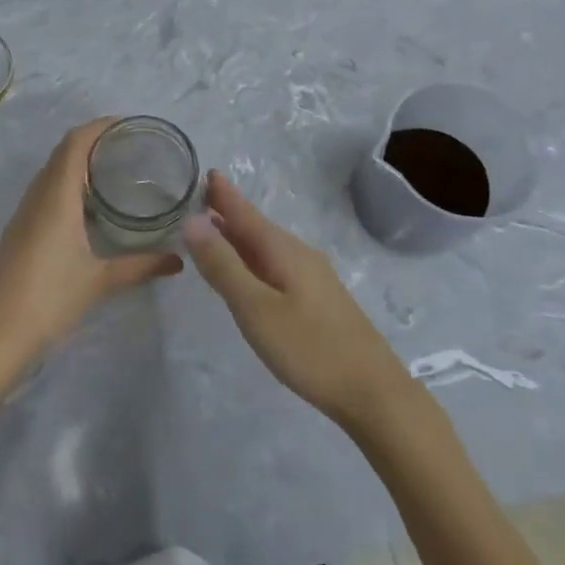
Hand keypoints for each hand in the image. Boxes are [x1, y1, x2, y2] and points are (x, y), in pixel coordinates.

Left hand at [0, 119, 182, 372]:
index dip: (100, 126)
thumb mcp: (100, 281)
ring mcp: (23, 213)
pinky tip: (86, 205)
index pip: (75, 143)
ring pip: (51, 171)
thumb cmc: (48, 299)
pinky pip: (44, 191)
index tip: (129, 125)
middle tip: (129, 147)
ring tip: (112, 170)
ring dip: (77, 162)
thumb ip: (140, 266)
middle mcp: (37, 196)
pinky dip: (66, 183)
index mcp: (57, 196)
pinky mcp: (18, 230)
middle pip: (62, 152)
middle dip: (93, 140)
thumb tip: (178, 260)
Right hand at [183, 172, 413, 429]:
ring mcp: (313, 278)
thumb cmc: (309, 348)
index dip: (224, 196)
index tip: (206, 172)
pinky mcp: (319, 300)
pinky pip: (277, 265)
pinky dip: (255, 258)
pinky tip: (250, 272)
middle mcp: (299, 255)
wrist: (373, 392)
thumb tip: (192, 220)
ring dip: (241, 236)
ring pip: (268, 248)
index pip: (246, 214)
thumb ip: (223, 265)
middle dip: (230, 213)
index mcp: (283, 251)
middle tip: (201, 199)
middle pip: (257, 228)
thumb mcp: (255, 308)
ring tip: (216, 230)